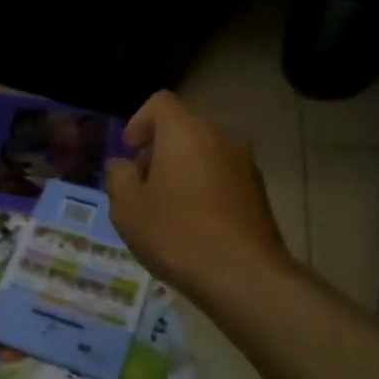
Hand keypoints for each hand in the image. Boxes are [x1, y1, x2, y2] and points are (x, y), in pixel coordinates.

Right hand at [107, 91, 292, 303]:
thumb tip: (123, 166)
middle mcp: (220, 138)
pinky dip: (204, 189)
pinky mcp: (259, 192)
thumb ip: (118, 177)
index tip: (129, 153)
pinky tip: (193, 226)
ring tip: (166, 211)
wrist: (244, 276)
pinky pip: (222, 177)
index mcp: (186, 132)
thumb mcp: (127, 208)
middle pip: (183, 129)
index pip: (160, 103)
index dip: (139, 122)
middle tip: (142, 187)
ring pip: (204, 154)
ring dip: (181, 171)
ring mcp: (245, 165)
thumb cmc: (176, 234)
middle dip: (158, 151)